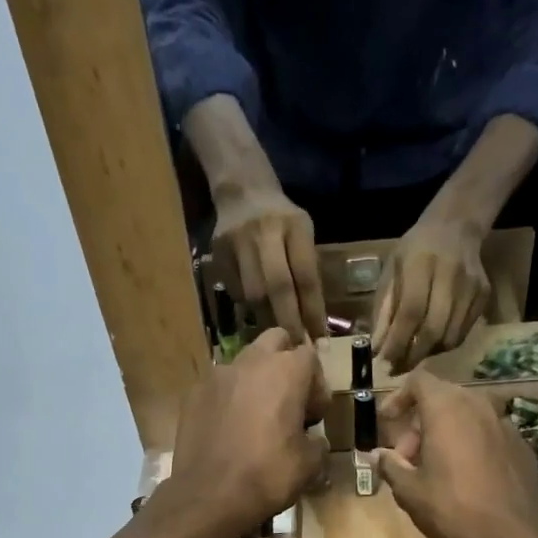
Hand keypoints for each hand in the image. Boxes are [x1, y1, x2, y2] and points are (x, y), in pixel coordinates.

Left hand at [166, 329, 327, 537]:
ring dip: (256, 379)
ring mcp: (217, 376)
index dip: (317, 385)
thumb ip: (317, 443)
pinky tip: (229, 428)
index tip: (314, 416)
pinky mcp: (193, 394)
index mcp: (286, 372)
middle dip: (286, 363)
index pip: (310, 358)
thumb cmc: (267, 476)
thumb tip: (313, 440)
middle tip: (289, 400)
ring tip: (257, 415)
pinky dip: (229, 398)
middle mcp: (250, 362)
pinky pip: (219, 386)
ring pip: (244, 362)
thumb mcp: (309, 465)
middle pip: (275, 341)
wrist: (208, 496)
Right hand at [213, 181, 327, 343]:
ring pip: (253, 294)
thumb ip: (306, 270)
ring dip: (267, 319)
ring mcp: (238, 242)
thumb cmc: (281, 219)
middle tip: (296, 347)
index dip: (313, 311)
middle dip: (289, 322)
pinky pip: (236, 292)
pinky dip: (248, 306)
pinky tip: (255, 309)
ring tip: (276, 335)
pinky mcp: (219, 253)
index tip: (319, 339)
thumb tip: (312, 322)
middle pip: (278, 287)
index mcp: (295, 226)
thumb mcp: (303, 233)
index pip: (306, 276)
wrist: (242, 191)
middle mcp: (265, 232)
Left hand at [371, 213, 491, 372]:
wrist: (456, 226)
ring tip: (412, 357)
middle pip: (433, 329)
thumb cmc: (415, 251)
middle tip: (397, 368)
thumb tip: (377, 349)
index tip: (384, 362)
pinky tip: (431, 344)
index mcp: (421, 263)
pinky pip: (463, 333)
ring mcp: (472, 286)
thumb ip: (384, 309)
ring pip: (450, 337)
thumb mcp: (391, 272)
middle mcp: (450, 274)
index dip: (397, 342)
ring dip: (428, 354)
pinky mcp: (484, 295)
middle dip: (412, 356)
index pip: (411, 312)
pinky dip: (444, 346)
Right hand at [374, 371, 537, 537]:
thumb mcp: (409, 491)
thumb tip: (379, 454)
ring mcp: (505, 424)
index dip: (399, 397)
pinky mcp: (521, 445)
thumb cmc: (453, 509)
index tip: (388, 421)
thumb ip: (390, 465)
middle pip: (442, 398)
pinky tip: (466, 478)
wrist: (515, 536)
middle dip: (419, 422)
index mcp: (447, 410)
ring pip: (466, 416)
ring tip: (434, 469)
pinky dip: (470, 445)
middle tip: (407, 457)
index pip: (419, 381)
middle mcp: (478, 406)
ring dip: (445, 433)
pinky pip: (487, 434)